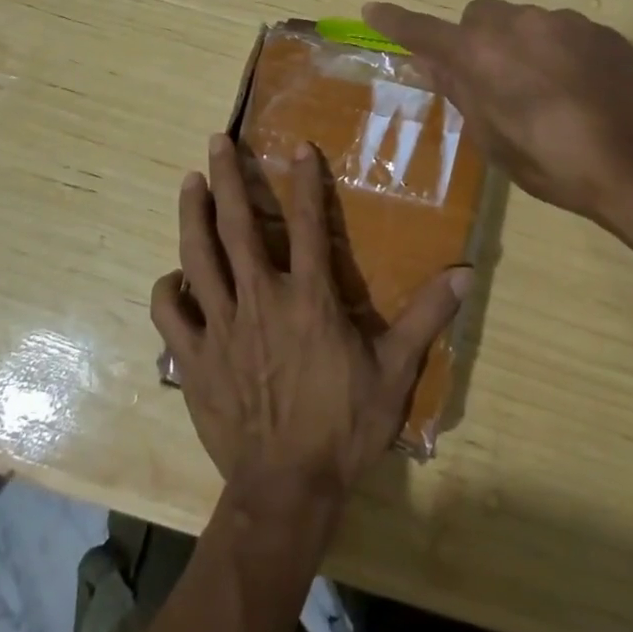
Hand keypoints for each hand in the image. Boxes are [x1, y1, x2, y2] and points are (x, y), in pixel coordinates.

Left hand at [152, 135, 468, 505]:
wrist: (287, 489)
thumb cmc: (344, 427)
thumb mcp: (394, 373)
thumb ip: (425, 318)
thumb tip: (465, 273)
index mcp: (308, 299)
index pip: (306, 224)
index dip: (304, 181)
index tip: (298, 147)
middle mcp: (260, 299)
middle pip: (237, 226)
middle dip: (227, 178)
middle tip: (216, 142)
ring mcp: (221, 327)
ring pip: (198, 257)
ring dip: (192, 215)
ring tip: (189, 183)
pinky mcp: (193, 358)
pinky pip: (170, 314)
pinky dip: (167, 289)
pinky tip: (173, 276)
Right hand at [363, 0, 632, 235]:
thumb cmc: (555, 163)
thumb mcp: (493, 140)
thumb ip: (459, 92)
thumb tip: (427, 62)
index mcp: (482, 56)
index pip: (426, 31)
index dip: (397, 21)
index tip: (373, 8)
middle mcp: (518, 24)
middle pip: (478, 17)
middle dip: (473, 41)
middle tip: (488, 82)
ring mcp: (564, 22)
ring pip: (522, 22)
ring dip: (516, 45)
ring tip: (543, 92)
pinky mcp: (599, 30)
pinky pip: (560, 30)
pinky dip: (554, 50)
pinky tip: (577, 88)